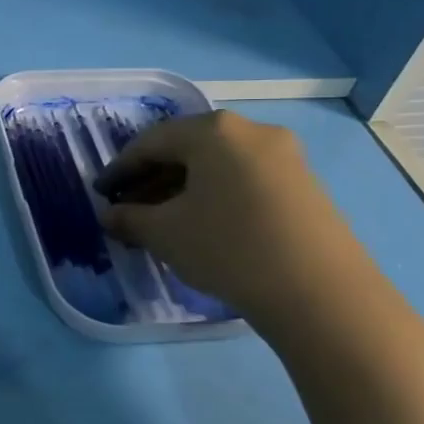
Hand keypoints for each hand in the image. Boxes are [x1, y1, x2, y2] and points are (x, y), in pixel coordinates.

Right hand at [96, 110, 362, 320]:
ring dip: (183, 188)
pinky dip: (215, 195)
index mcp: (213, 130)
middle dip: (153, 178)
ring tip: (163, 221)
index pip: (151, 143)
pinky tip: (204, 226)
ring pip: (217, 165)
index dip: (120, 169)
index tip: (102, 193)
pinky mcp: (305, 185)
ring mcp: (284, 156)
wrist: (321, 293)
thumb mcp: (165, 233)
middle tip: (130, 207)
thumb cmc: (228, 248)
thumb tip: (110, 214)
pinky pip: (244, 179)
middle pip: (187, 149)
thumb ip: (129, 218)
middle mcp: (251, 130)